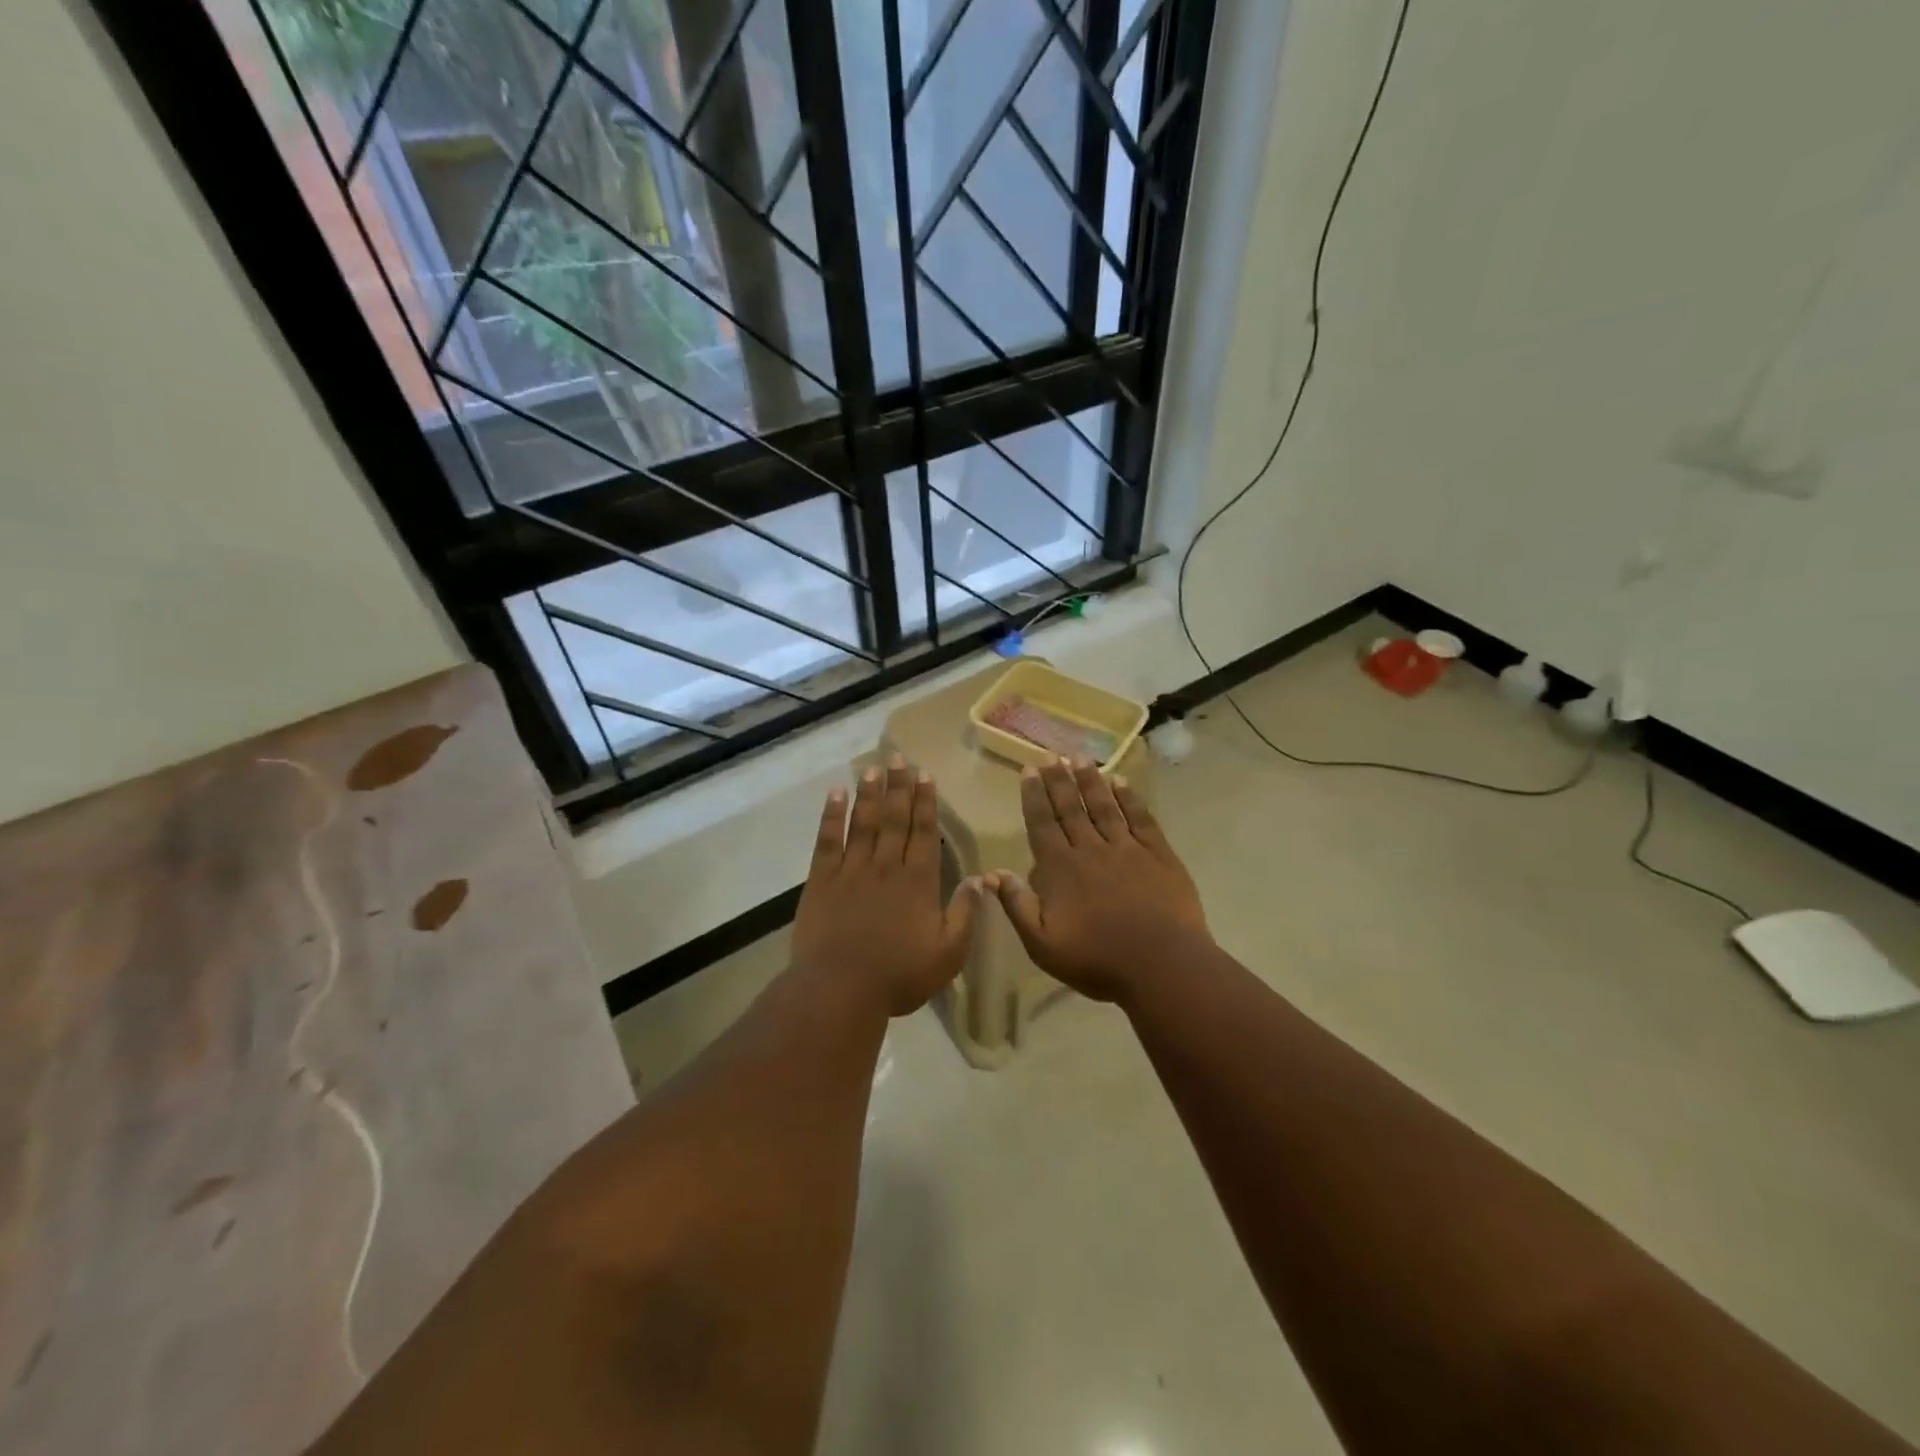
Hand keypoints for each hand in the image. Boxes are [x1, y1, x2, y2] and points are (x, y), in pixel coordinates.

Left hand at [791, 755, 980, 1017]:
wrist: (841, 988)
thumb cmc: (899, 975)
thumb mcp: (948, 953)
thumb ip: (965, 913)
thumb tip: (981, 879)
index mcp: (918, 881)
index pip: (924, 831)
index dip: (925, 802)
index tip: (925, 775)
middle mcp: (887, 866)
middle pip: (894, 818)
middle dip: (898, 786)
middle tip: (899, 757)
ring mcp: (852, 870)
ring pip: (863, 822)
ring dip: (869, 793)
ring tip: (874, 767)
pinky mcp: (822, 880)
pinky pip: (827, 840)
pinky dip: (831, 815)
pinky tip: (836, 794)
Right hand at [990, 757, 1211, 1003]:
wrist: (1161, 965)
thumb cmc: (1097, 960)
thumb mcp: (1043, 944)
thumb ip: (1017, 906)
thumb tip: (992, 874)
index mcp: (1060, 869)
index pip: (1042, 823)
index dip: (1034, 796)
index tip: (1029, 770)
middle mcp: (1091, 849)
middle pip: (1071, 808)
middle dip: (1058, 780)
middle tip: (1050, 755)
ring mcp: (1127, 848)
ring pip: (1104, 806)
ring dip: (1090, 780)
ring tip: (1080, 757)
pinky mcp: (1158, 854)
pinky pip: (1141, 818)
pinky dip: (1130, 798)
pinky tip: (1121, 782)